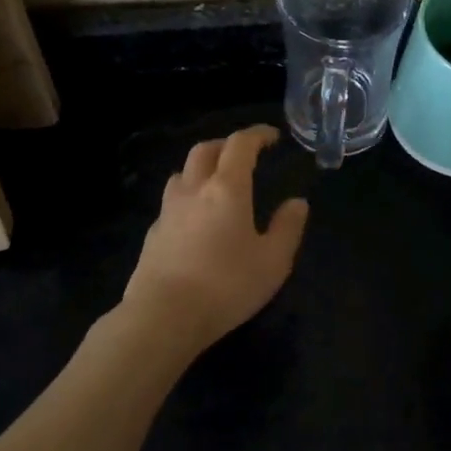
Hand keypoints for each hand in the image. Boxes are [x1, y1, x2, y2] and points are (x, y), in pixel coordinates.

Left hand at [121, 125, 309, 357]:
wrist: (162, 316)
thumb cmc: (225, 286)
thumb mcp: (273, 262)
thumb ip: (287, 228)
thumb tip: (297, 203)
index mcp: (226, 188)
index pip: (240, 145)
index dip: (257, 135)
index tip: (272, 136)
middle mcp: (194, 190)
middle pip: (204, 150)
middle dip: (226, 145)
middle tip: (244, 155)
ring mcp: (168, 211)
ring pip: (182, 173)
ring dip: (201, 168)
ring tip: (216, 183)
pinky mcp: (152, 234)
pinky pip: (171, 202)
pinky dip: (187, 197)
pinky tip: (195, 220)